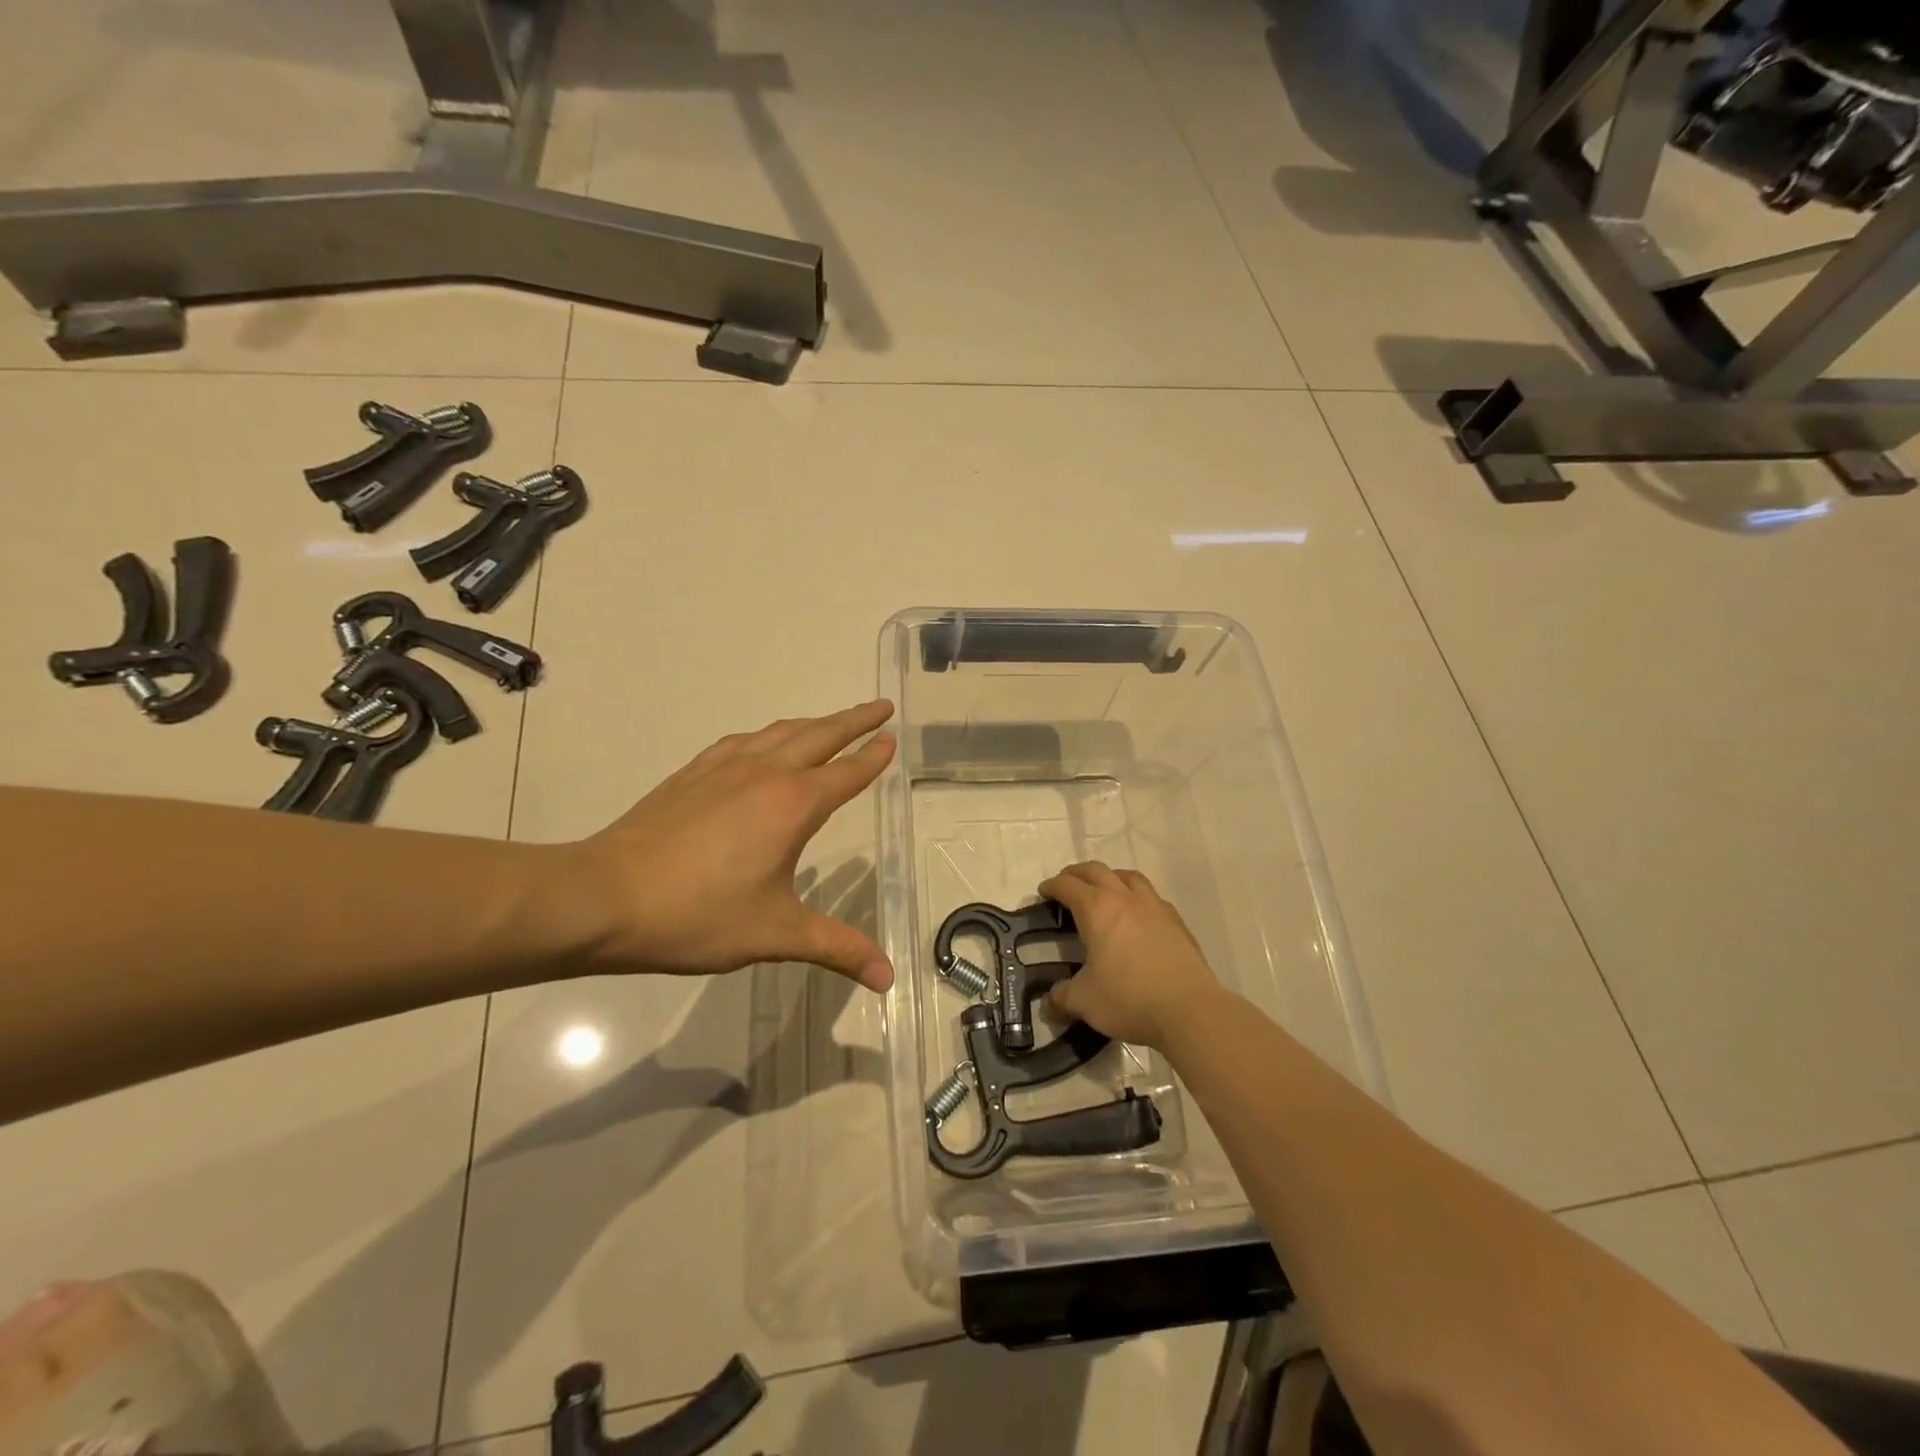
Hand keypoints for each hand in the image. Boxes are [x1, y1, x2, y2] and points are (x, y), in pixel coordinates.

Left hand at [573, 700, 897, 990]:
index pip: (846, 772)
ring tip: (830, 722)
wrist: (604, 896)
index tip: (891, 737)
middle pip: (819, 735)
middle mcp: (764, 774)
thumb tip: (889, 976)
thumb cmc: (697, 915)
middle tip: (881, 707)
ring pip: (780, 732)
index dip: (873, 757)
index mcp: (792, 805)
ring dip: (813, 723)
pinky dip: (768, 735)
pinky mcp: (691, 774)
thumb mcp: (775, 934)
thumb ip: (836, 948)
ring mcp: (723, 768)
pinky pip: (742, 741)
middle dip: (854, 720)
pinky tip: (760, 745)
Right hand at [1040, 862, 1222, 1047]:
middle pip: (1096, 871)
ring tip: (1103, 890)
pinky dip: (1136, 896)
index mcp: (1097, 909)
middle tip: (1067, 884)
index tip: (1043, 892)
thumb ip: (1062, 997)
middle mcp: (1125, 898)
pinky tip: (1137, 914)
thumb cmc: (1129, 999)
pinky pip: (1151, 896)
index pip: (1068, 886)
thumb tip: (1049, 1002)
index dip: (1052, 886)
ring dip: (1110, 877)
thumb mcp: (1085, 1001)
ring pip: (1128, 876)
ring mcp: (1154, 906)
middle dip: (1077, 874)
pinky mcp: (1176, 921)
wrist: (1189, 1009)